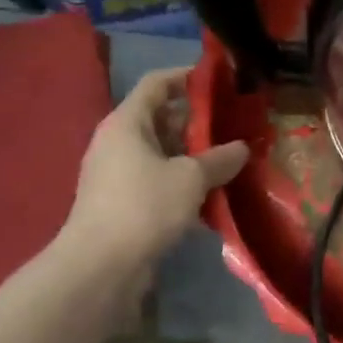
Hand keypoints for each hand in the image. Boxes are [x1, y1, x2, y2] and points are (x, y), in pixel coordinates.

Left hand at [59, 68, 247, 273]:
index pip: (157, 83)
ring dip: (194, 156)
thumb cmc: (144, 206)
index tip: (220, 81)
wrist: (101, 265)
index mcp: (127, 123)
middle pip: (161, 119)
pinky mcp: (123, 203)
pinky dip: (183, 182)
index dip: (187, 77)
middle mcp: (118, 142)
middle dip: (199, 122)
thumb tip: (242, 148)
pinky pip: (159, 180)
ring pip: (163, 153)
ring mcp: (118, 174)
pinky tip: (212, 195)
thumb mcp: (191, 178)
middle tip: (235, 126)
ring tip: (231, 160)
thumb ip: (220, 159)